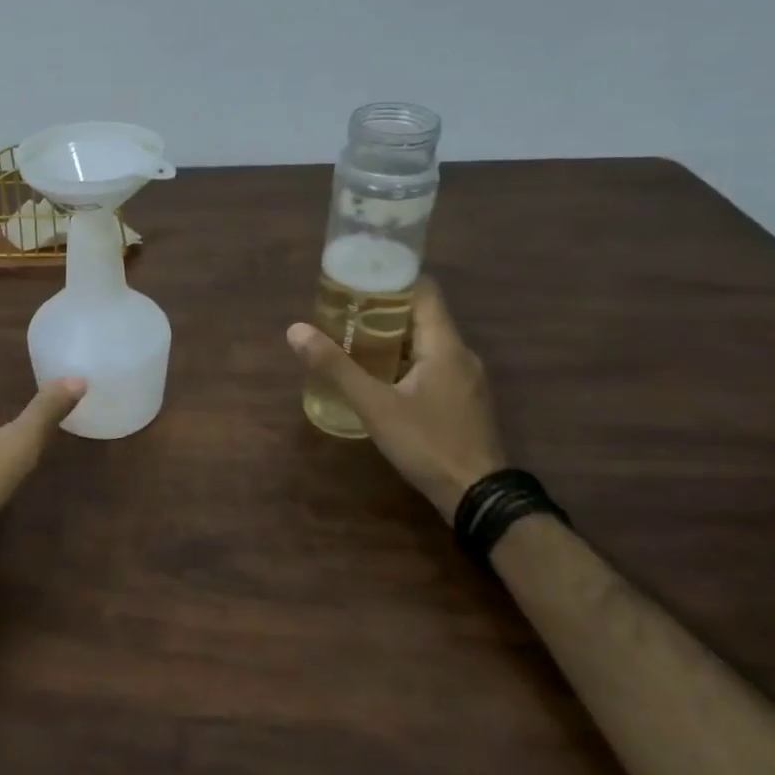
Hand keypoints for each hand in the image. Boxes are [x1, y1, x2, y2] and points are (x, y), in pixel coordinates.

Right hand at [287, 277, 504, 520]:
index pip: (425, 291)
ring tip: (352, 339)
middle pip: (422, 316)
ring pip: (425, 342)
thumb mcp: (374, 405)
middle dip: (382, 309)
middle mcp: (460, 354)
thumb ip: (335, 367)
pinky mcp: (462, 400)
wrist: (478, 497)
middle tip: (343, 310)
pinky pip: (431, 364)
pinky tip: (377, 375)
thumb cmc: (427, 443)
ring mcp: (465, 379)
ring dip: (391, 337)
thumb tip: (296, 330)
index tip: (358, 277)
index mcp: (444, 345)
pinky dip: (403, 359)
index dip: (393, 278)